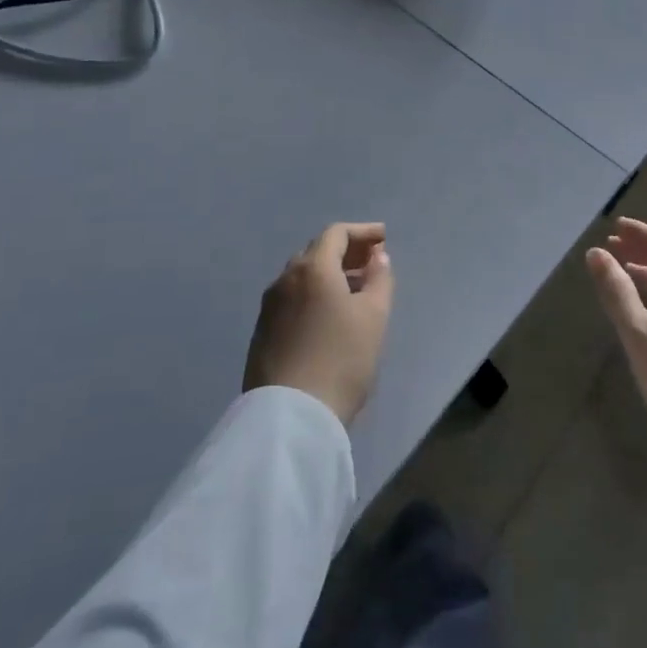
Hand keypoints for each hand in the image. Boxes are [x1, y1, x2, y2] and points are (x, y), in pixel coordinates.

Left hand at [247, 222, 394, 424]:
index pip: (336, 234)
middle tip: (372, 261)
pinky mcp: (263, 332)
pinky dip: (315, 294)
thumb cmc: (341, 359)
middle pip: (317, 252)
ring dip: (330, 274)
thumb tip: (377, 257)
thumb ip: (379, 279)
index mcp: (312, 269)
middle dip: (346, 251)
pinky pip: (293, 298)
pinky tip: (330, 314)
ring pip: (303, 277)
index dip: (362, 232)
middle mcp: (285, 280)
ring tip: (356, 289)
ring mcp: (269, 307)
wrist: (290, 416)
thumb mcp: (374, 317)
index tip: (383, 238)